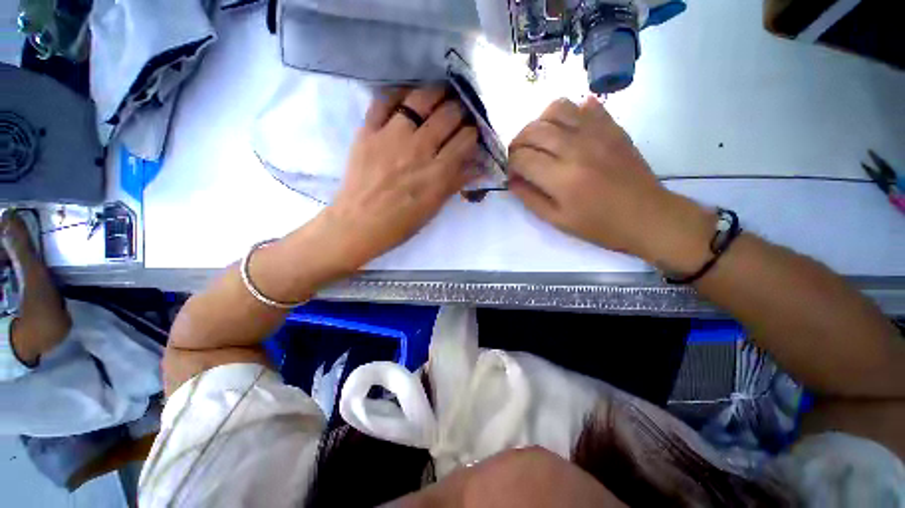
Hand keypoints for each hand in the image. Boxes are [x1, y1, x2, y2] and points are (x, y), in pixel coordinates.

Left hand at [319, 87, 477, 269]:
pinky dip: (399, 94)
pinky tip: (407, 97)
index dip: (474, 131)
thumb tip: (480, 166)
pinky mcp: (368, 131)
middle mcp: (420, 149)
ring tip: (440, 95)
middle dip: (460, 109)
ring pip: (421, 99)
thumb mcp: (435, 206)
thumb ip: (457, 183)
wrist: (359, 224)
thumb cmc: (401, 222)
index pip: (466, 138)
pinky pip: (384, 100)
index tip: (473, 131)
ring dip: (436, 94)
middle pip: (449, 114)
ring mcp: (392, 136)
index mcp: (438, 173)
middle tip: (459, 111)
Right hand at [508, 97, 713, 272]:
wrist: (646, 216)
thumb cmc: (599, 225)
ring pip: (556, 108)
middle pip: (533, 130)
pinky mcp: (612, 127)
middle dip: (518, 142)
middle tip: (519, 157)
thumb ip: (530, 198)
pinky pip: (585, 105)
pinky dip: (569, 113)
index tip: (513, 173)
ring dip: (539, 122)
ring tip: (540, 140)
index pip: (522, 158)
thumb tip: (512, 180)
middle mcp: (577, 149)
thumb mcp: (557, 220)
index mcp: (562, 179)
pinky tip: (566, 131)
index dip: (510, 164)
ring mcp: (597, 133)